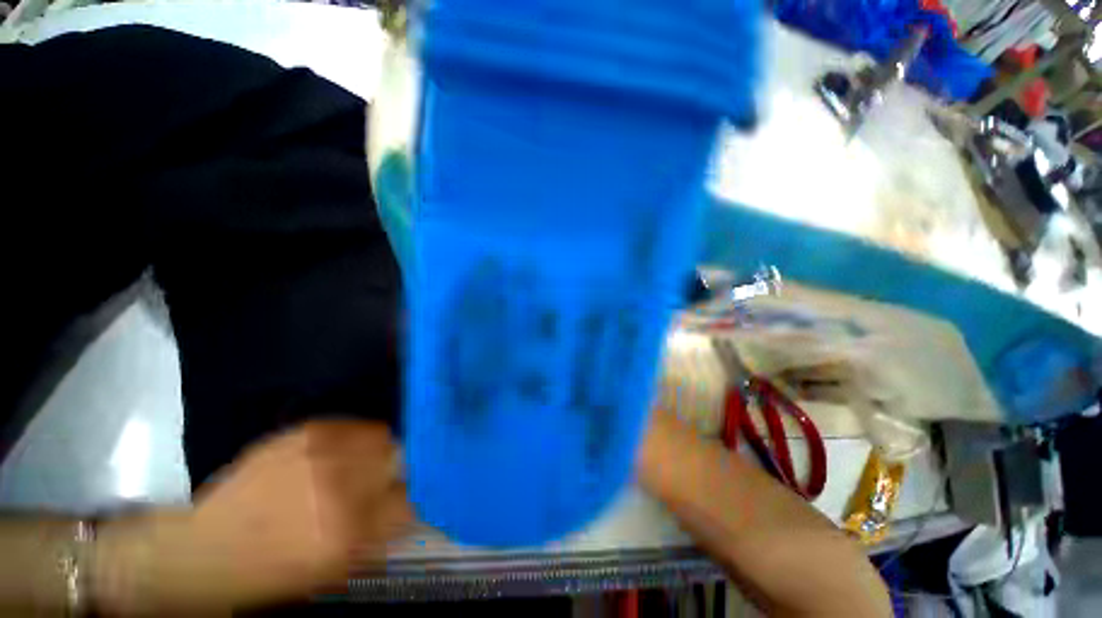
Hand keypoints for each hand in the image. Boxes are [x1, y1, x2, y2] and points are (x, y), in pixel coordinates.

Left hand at [94, 420, 411, 613]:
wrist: (204, 548)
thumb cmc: (272, 571)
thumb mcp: (334, 569)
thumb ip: (381, 532)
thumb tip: (412, 500)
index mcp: (350, 532)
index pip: (413, 497)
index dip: (416, 493)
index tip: (411, 494)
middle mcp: (342, 486)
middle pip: (402, 459)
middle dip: (400, 469)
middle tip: (385, 479)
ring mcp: (324, 452)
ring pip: (384, 436)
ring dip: (381, 451)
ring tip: (362, 464)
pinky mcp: (308, 430)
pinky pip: (356, 425)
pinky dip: (359, 437)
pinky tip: (340, 452)